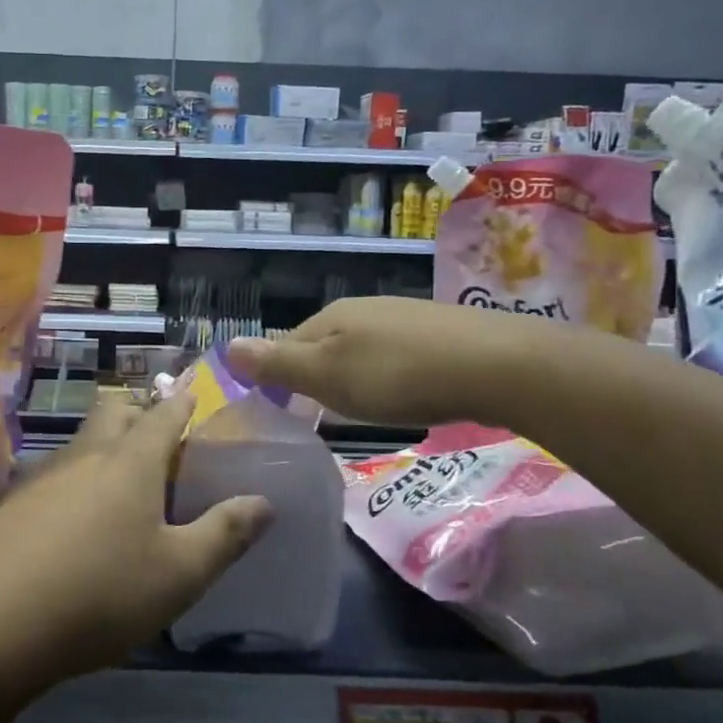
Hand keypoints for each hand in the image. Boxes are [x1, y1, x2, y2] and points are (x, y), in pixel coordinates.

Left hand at [0, 390, 271, 722]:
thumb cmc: (100, 594)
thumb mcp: (179, 574)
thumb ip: (225, 534)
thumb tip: (264, 502)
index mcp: (130, 462)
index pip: (163, 416)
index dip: (182, 403)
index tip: (192, 395)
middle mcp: (85, 455)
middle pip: (113, 412)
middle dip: (137, 412)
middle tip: (158, 436)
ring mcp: (42, 477)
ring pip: (81, 442)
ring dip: (104, 445)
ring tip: (121, 478)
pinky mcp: (11, 504)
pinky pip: (54, 475)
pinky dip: (75, 480)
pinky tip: (74, 519)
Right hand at [226, 296, 549, 428]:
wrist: (495, 366)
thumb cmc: (398, 376)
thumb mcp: (328, 376)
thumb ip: (278, 364)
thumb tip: (227, 347)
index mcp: (331, 316)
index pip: (286, 343)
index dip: (278, 375)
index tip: (281, 412)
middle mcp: (364, 308)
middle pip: (325, 342)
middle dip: (317, 375)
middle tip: (320, 414)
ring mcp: (404, 317)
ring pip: (362, 347)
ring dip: (354, 375)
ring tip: (361, 408)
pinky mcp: (439, 333)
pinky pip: (397, 354)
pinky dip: (390, 374)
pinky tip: (405, 393)